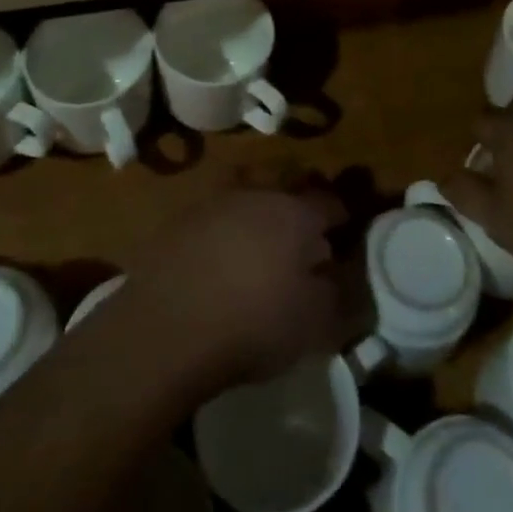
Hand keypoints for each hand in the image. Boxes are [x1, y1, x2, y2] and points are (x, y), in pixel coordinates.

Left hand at [114, 185, 352, 395]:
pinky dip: (225, 228)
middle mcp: (258, 194)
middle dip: (299, 201)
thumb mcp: (313, 323)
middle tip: (303, 232)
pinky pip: (215, 213)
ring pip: (248, 192)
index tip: (344, 233)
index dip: (341, 217)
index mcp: (295, 212)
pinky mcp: (180, 220)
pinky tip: (221, 255)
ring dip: (259, 210)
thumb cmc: (253, 323)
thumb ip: (336, 295)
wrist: (167, 328)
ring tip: (260, 242)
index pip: (330, 202)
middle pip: (287, 183)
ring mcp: (215, 202)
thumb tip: (339, 276)